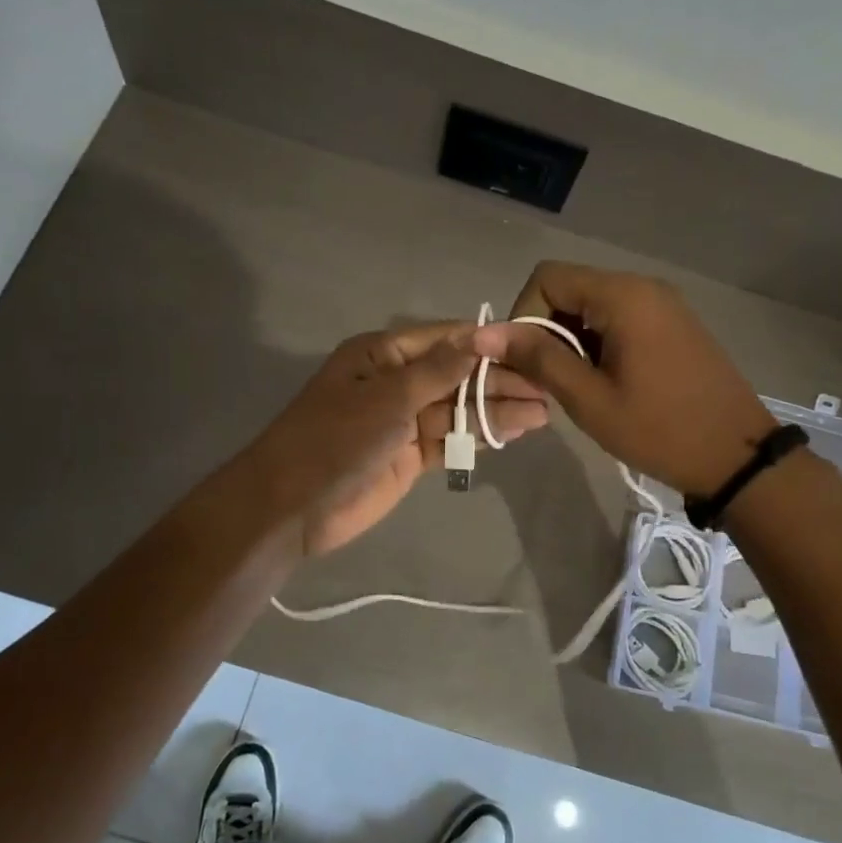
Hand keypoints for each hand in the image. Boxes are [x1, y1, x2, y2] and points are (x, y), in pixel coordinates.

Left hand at [251, 322, 549, 555]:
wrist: (293, 507)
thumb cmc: (335, 439)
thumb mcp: (388, 398)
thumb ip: (438, 370)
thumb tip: (480, 335)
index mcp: (383, 355)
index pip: (445, 340)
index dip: (487, 343)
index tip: (532, 346)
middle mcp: (396, 382)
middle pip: (457, 375)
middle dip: (499, 381)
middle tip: (547, 387)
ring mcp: (404, 421)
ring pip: (459, 409)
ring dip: (496, 410)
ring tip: (543, 412)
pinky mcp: (411, 456)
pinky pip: (452, 439)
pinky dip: (480, 437)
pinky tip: (514, 432)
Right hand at [475, 262, 775, 496]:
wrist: (737, 457)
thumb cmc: (659, 429)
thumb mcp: (589, 399)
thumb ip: (537, 358)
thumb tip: (484, 333)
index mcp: (622, 296)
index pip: (547, 278)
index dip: (523, 316)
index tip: (527, 362)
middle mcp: (642, 287)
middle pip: (569, 288)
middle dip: (546, 330)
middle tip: (548, 381)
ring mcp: (662, 304)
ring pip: (592, 306)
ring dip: (571, 340)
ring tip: (577, 387)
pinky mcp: (672, 324)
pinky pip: (618, 318)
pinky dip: (597, 342)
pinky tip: (605, 381)